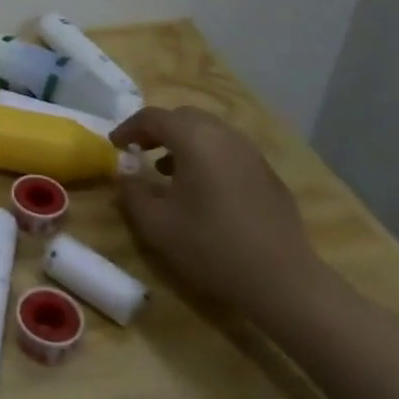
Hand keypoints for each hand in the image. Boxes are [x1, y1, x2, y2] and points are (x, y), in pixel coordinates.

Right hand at [109, 105, 325, 326]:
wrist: (283, 281)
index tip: (115, 146)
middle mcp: (225, 136)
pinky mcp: (268, 175)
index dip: (129, 128)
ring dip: (184, 142)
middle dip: (158, 129)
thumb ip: (131, 193)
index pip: (153, 117)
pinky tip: (202, 189)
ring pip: (210, 132)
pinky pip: (229, 151)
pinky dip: (207, 156)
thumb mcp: (156, 224)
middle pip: (184, 117)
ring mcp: (251, 154)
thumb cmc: (211, 247)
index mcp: (195, 140)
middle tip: (139, 151)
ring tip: (167, 171)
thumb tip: (124, 175)